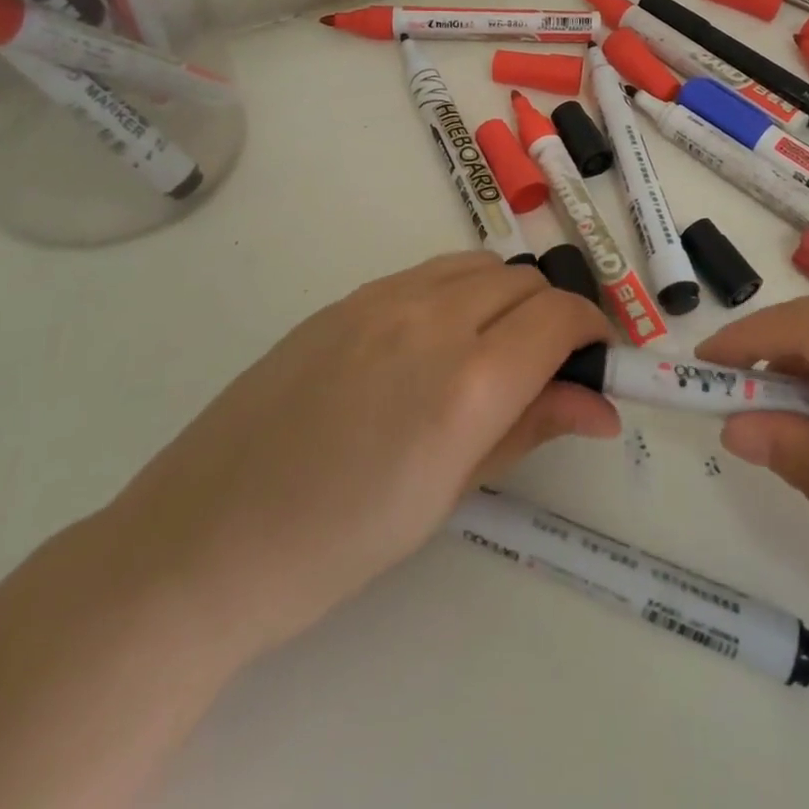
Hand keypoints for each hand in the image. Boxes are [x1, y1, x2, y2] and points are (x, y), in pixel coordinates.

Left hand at [102, 252, 617, 660]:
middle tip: (546, 370)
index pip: (559, 317)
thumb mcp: (449, 494)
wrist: (207, 537)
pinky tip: (434, 343)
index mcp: (466, 381)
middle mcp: (431, 318)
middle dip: (552, 316)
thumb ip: (529, 429)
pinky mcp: (346, 298)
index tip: (596, 362)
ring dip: (506, 297)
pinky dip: (458, 292)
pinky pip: (427, 274)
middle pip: (524, 282)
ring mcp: (382, 298)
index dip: (592, 332)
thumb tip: (600, 406)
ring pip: (478, 266)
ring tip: (492, 352)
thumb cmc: (339, 543)